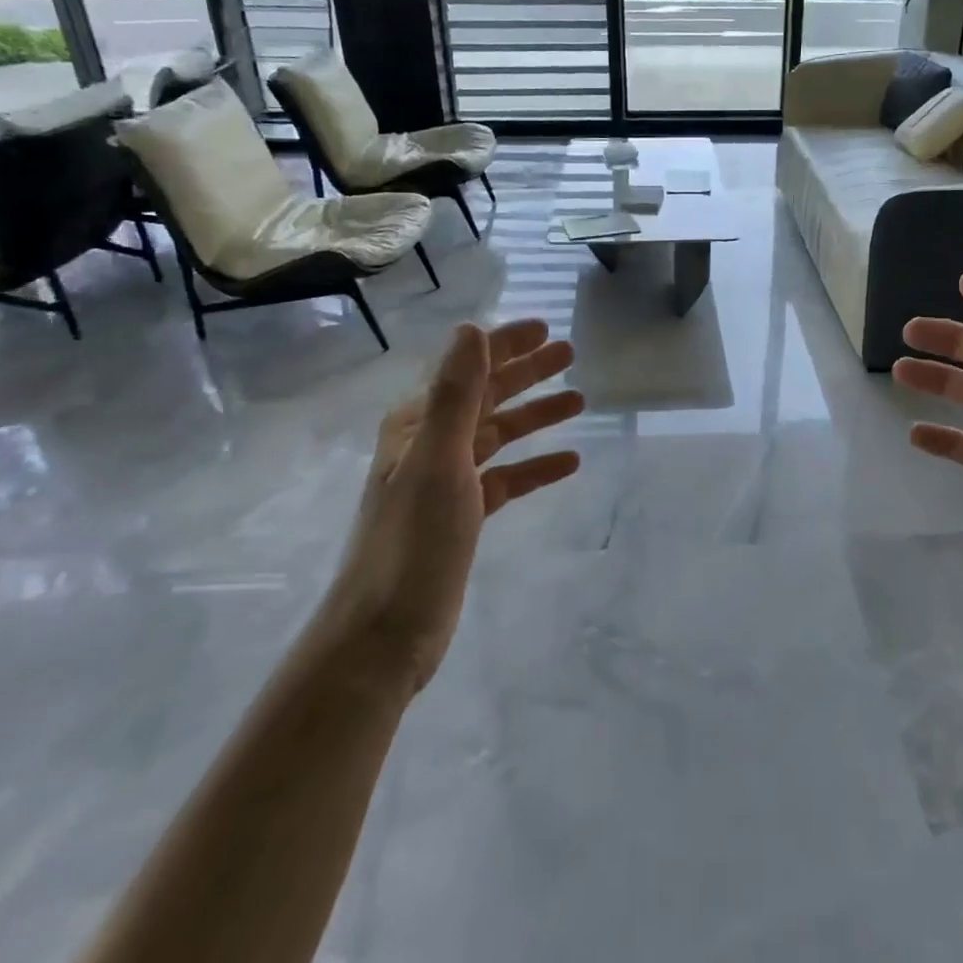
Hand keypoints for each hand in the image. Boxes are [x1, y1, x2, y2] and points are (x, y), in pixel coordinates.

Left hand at [324, 320, 583, 693]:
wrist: (384, 633)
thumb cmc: (412, 540)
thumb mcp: (438, 459)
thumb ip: (456, 393)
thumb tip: (470, 328)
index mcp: (418, 424)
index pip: (470, 369)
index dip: (507, 345)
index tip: (547, 329)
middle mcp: (431, 445)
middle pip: (488, 397)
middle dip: (528, 373)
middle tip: (570, 354)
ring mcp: (447, 482)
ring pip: (500, 435)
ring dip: (536, 416)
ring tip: (579, 400)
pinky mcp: (462, 516)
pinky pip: (507, 478)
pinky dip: (535, 466)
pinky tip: (568, 461)